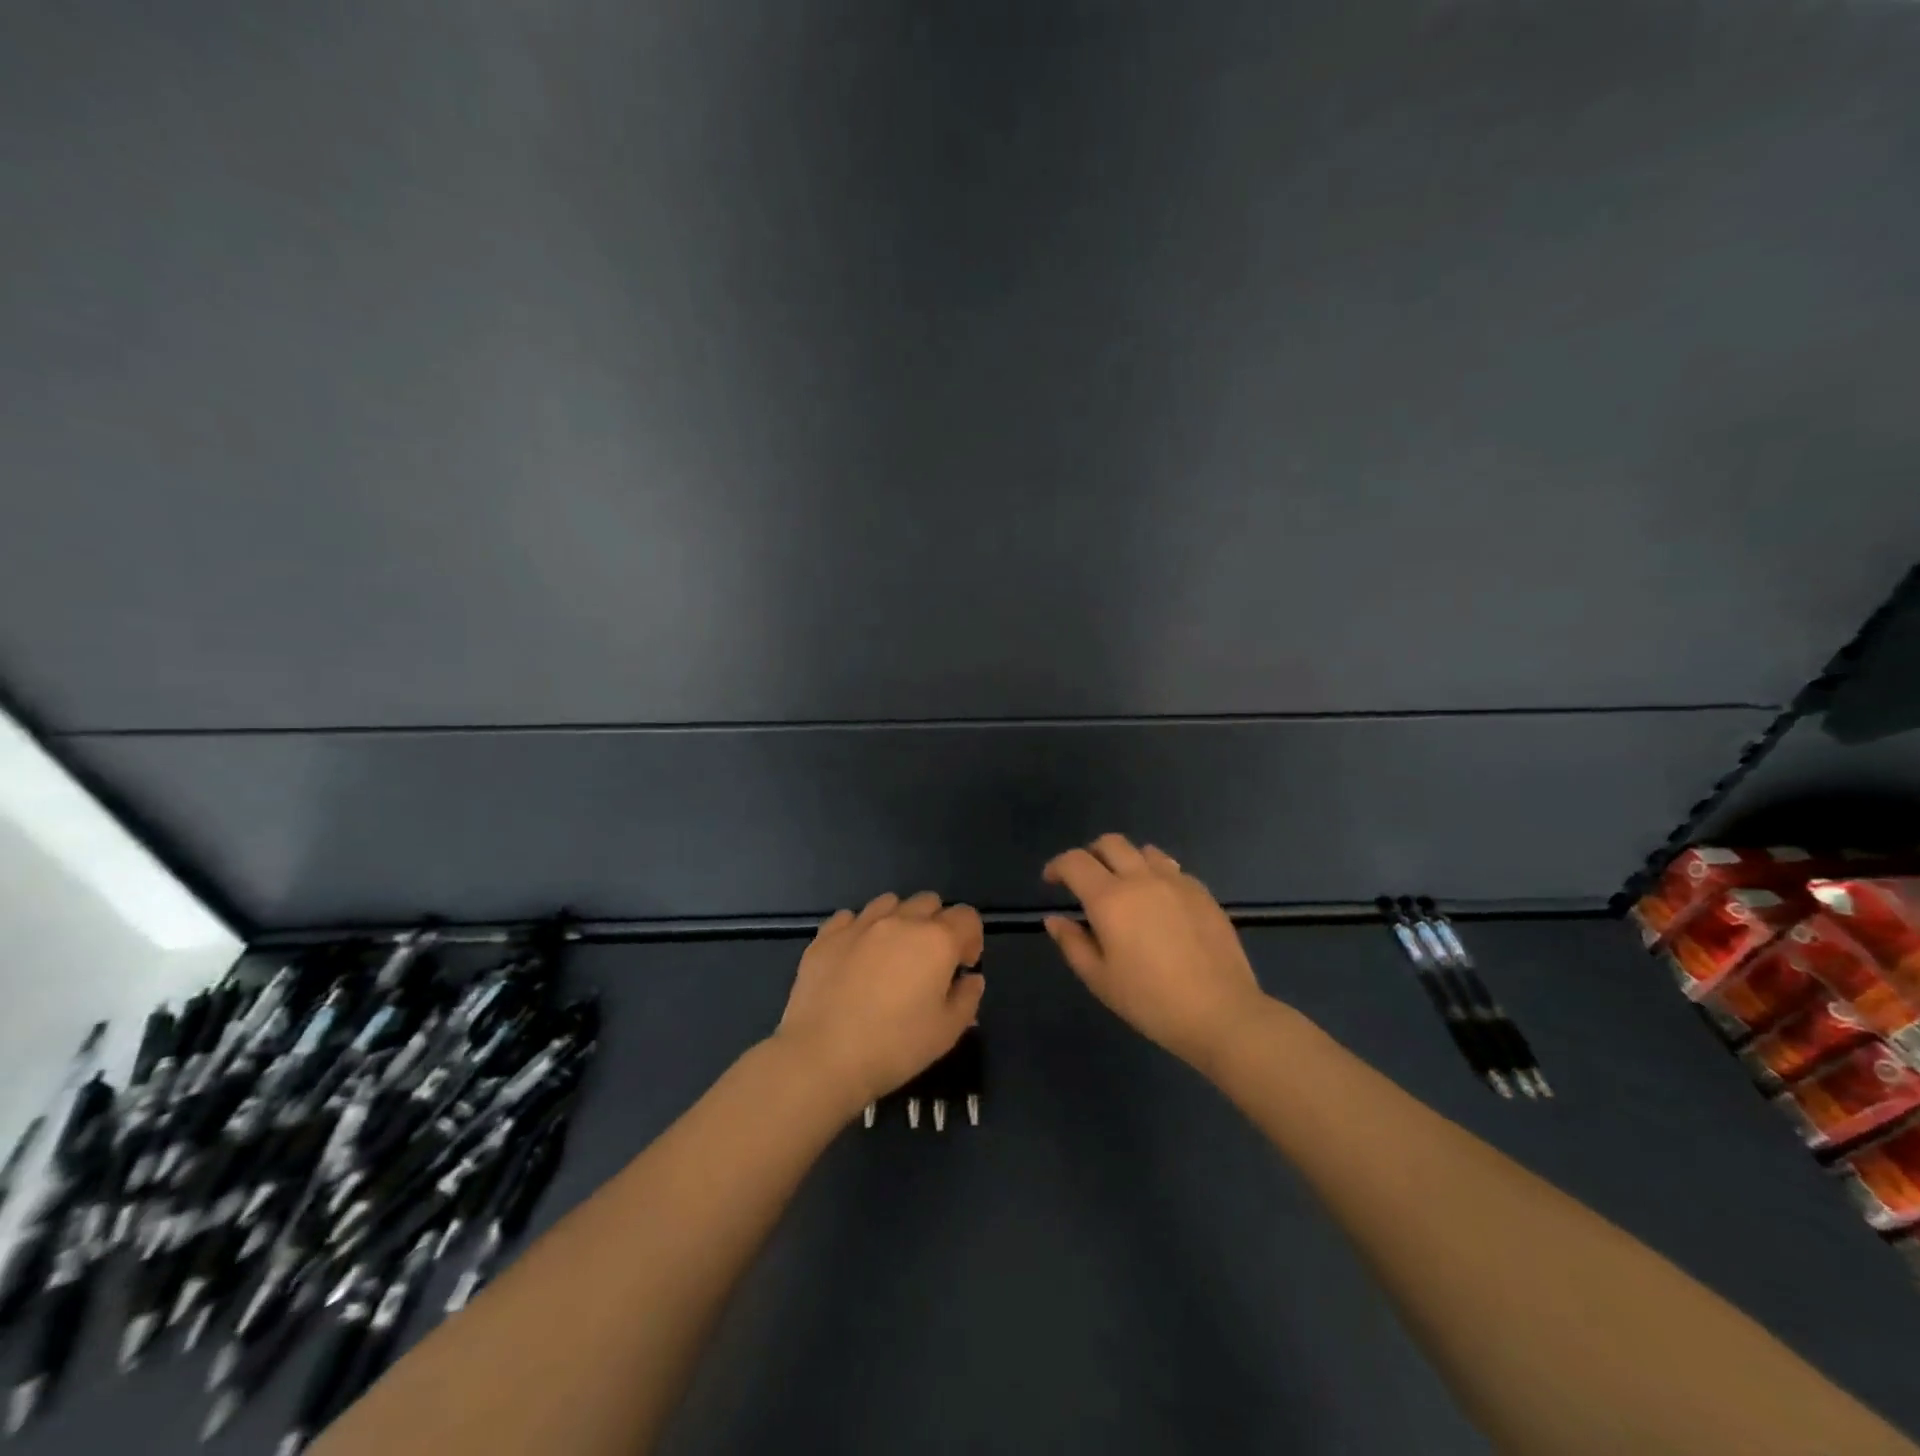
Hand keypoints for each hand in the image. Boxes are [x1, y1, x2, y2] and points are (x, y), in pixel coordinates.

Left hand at [776, 891, 984, 1113]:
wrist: (823, 1056)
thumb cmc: (895, 1046)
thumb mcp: (947, 1032)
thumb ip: (967, 998)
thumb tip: (970, 978)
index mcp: (936, 940)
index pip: (967, 917)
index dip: (971, 939)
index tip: (962, 968)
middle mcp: (900, 921)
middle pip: (929, 902)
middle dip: (936, 924)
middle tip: (928, 962)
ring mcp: (860, 924)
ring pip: (889, 902)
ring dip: (898, 921)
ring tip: (890, 955)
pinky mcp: (827, 936)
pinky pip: (850, 917)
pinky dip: (860, 930)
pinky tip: (855, 958)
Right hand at [1043, 834, 1266, 1070]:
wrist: (1221, 1013)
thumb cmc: (1150, 1001)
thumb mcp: (1100, 979)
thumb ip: (1072, 943)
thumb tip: (1055, 919)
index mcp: (1110, 899)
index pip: (1075, 861)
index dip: (1057, 866)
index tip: (1052, 881)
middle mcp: (1141, 879)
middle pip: (1110, 843)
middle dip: (1091, 854)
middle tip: (1085, 880)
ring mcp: (1177, 882)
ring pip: (1144, 851)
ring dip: (1126, 860)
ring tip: (1125, 888)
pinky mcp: (1203, 893)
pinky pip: (1173, 869)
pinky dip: (1156, 875)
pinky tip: (1160, 904)